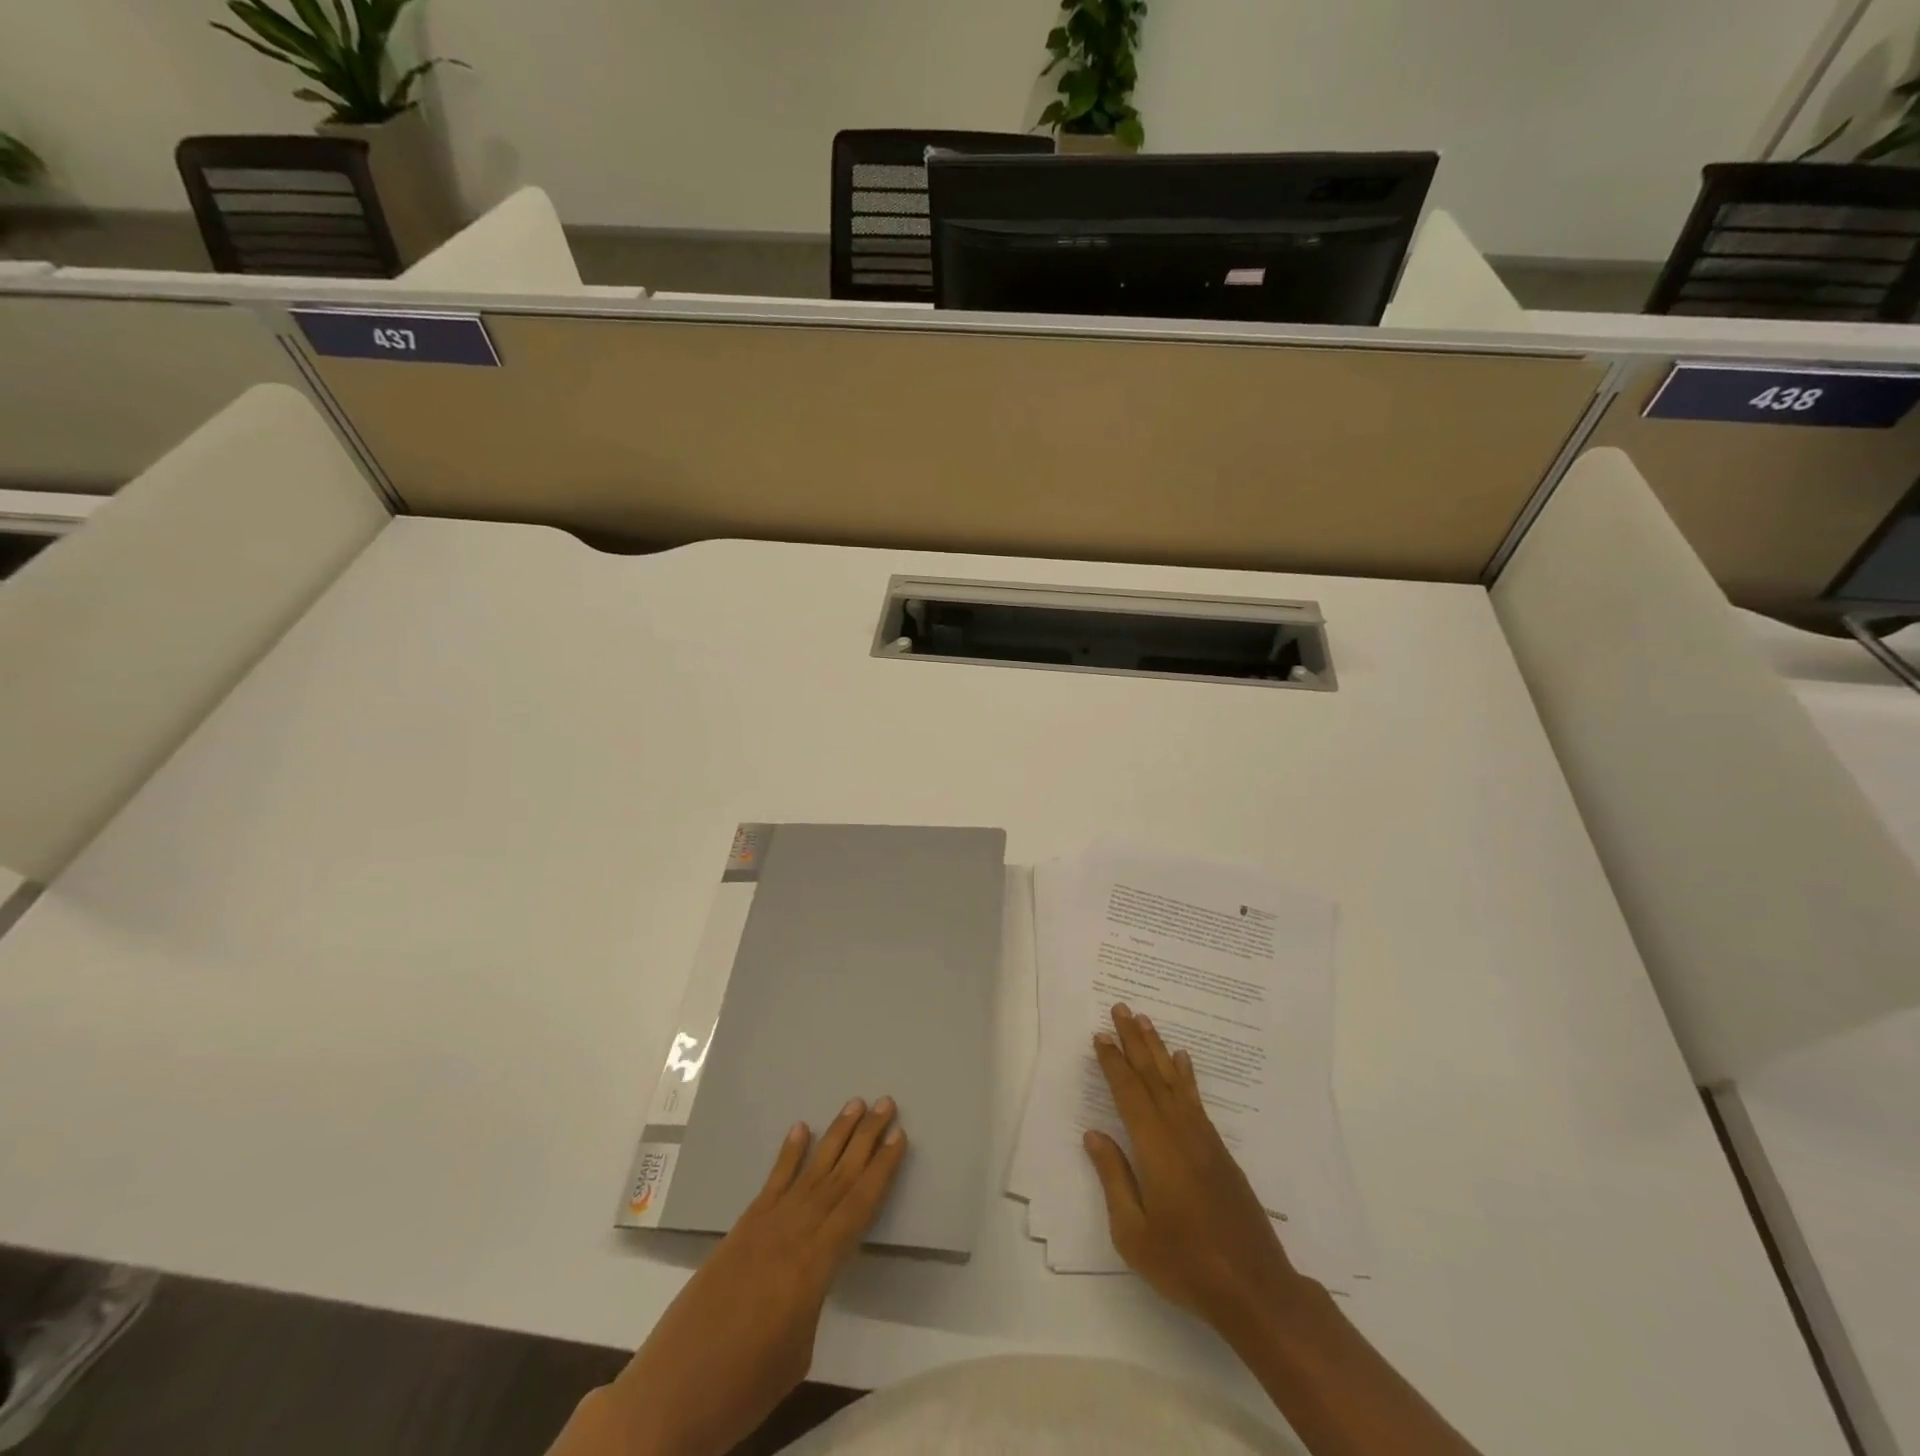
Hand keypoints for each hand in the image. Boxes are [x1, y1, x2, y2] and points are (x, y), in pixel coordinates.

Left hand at [557, 1098, 906, 1455]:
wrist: (667, 1398)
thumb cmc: (742, 1390)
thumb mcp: (797, 1353)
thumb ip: (813, 1298)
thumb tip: (812, 1273)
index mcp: (813, 1266)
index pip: (857, 1206)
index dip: (881, 1171)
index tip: (900, 1136)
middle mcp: (792, 1234)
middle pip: (838, 1178)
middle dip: (865, 1139)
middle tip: (886, 1103)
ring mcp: (763, 1227)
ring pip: (810, 1172)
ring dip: (835, 1136)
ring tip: (855, 1104)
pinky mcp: (740, 1231)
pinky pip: (772, 1184)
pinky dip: (788, 1155)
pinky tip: (800, 1130)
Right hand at [1084, 1003, 1316, 1341]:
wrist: (1255, 1289)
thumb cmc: (1186, 1264)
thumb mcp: (1134, 1233)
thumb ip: (1114, 1178)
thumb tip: (1095, 1135)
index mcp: (1156, 1149)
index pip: (1129, 1094)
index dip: (1113, 1063)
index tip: (1100, 1035)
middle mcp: (1181, 1133)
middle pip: (1153, 1077)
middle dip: (1134, 1041)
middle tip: (1121, 1008)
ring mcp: (1204, 1140)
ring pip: (1175, 1082)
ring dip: (1158, 1049)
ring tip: (1146, 1021)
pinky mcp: (1220, 1153)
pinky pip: (1196, 1100)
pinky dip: (1186, 1077)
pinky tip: (1183, 1062)